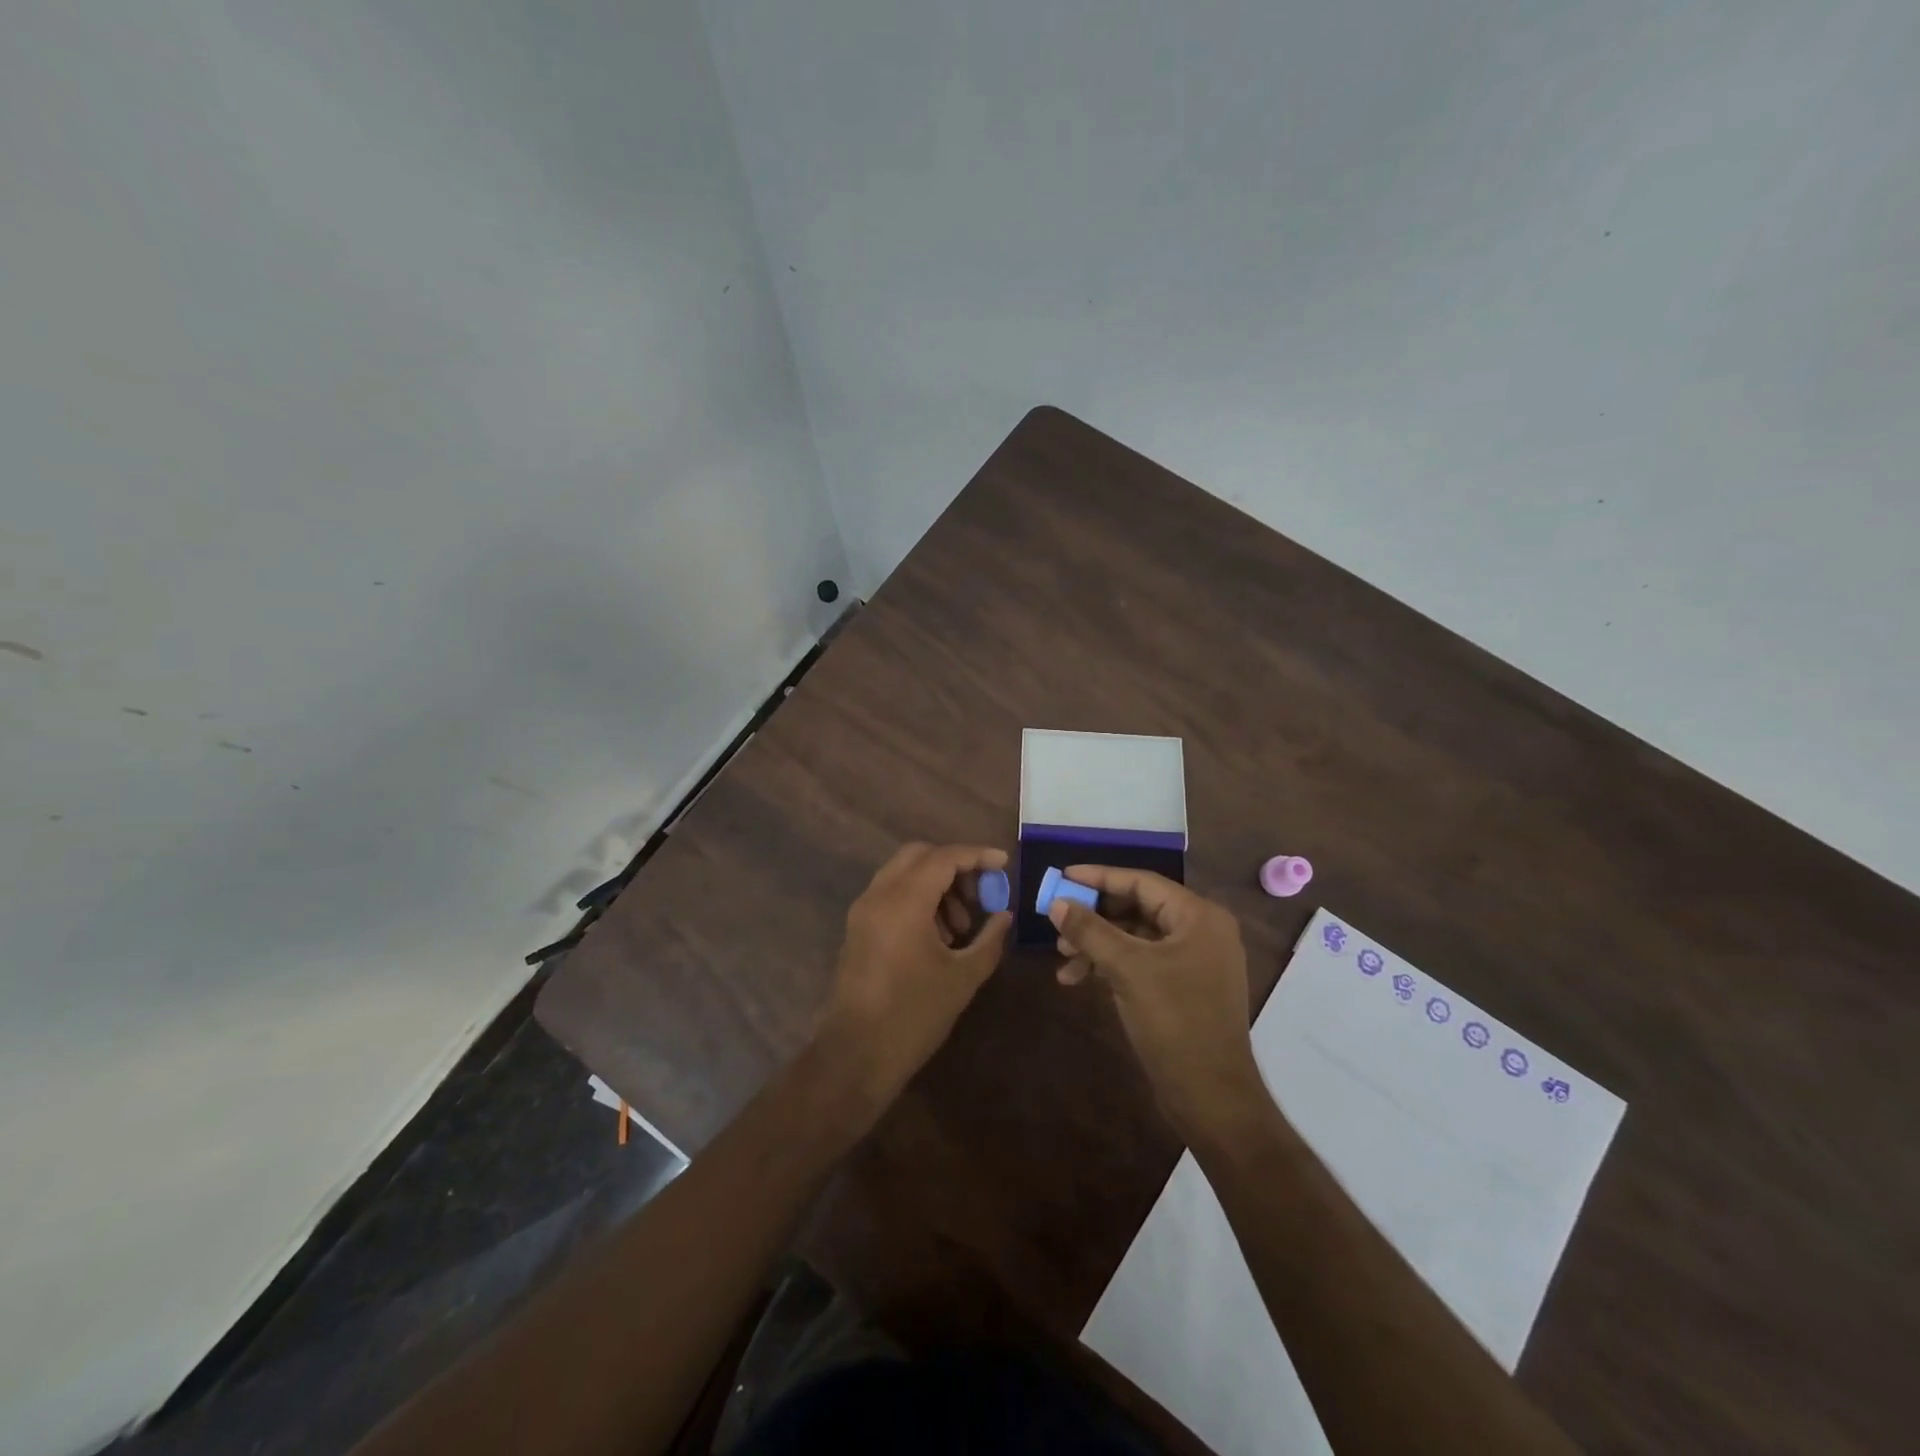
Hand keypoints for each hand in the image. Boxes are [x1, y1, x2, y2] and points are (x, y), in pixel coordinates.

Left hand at [815, 843, 1012, 1118]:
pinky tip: (937, 936)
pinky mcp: (857, 929)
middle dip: (954, 866)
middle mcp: (878, 895)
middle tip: (980, 894)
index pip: (944, 857)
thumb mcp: (963, 977)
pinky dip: (917, 899)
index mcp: (904, 901)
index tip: (1004, 864)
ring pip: (903, 874)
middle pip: (919, 855)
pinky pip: (890, 895)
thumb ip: (989, 939)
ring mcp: (863, 911)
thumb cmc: (913, 1015)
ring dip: (935, 885)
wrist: (854, 1055)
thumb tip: (1004, 915)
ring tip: (960, 926)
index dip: (977, 856)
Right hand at [1051, 867, 1263, 1138]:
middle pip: (1137, 908)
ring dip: (1097, 944)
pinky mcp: (1184, 987)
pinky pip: (1142, 961)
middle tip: (1058, 923)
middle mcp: (1201, 931)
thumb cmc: (1175, 1021)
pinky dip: (1111, 966)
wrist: (1212, 1097)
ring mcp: (1194, 961)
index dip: (1099, 877)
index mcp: (1199, 916)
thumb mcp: (1127, 969)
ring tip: (1062, 957)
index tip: (1063, 876)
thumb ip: (1090, 930)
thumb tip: (1056, 903)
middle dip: (1094, 917)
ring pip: (1135, 937)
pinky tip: (1078, 979)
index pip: (1141, 882)